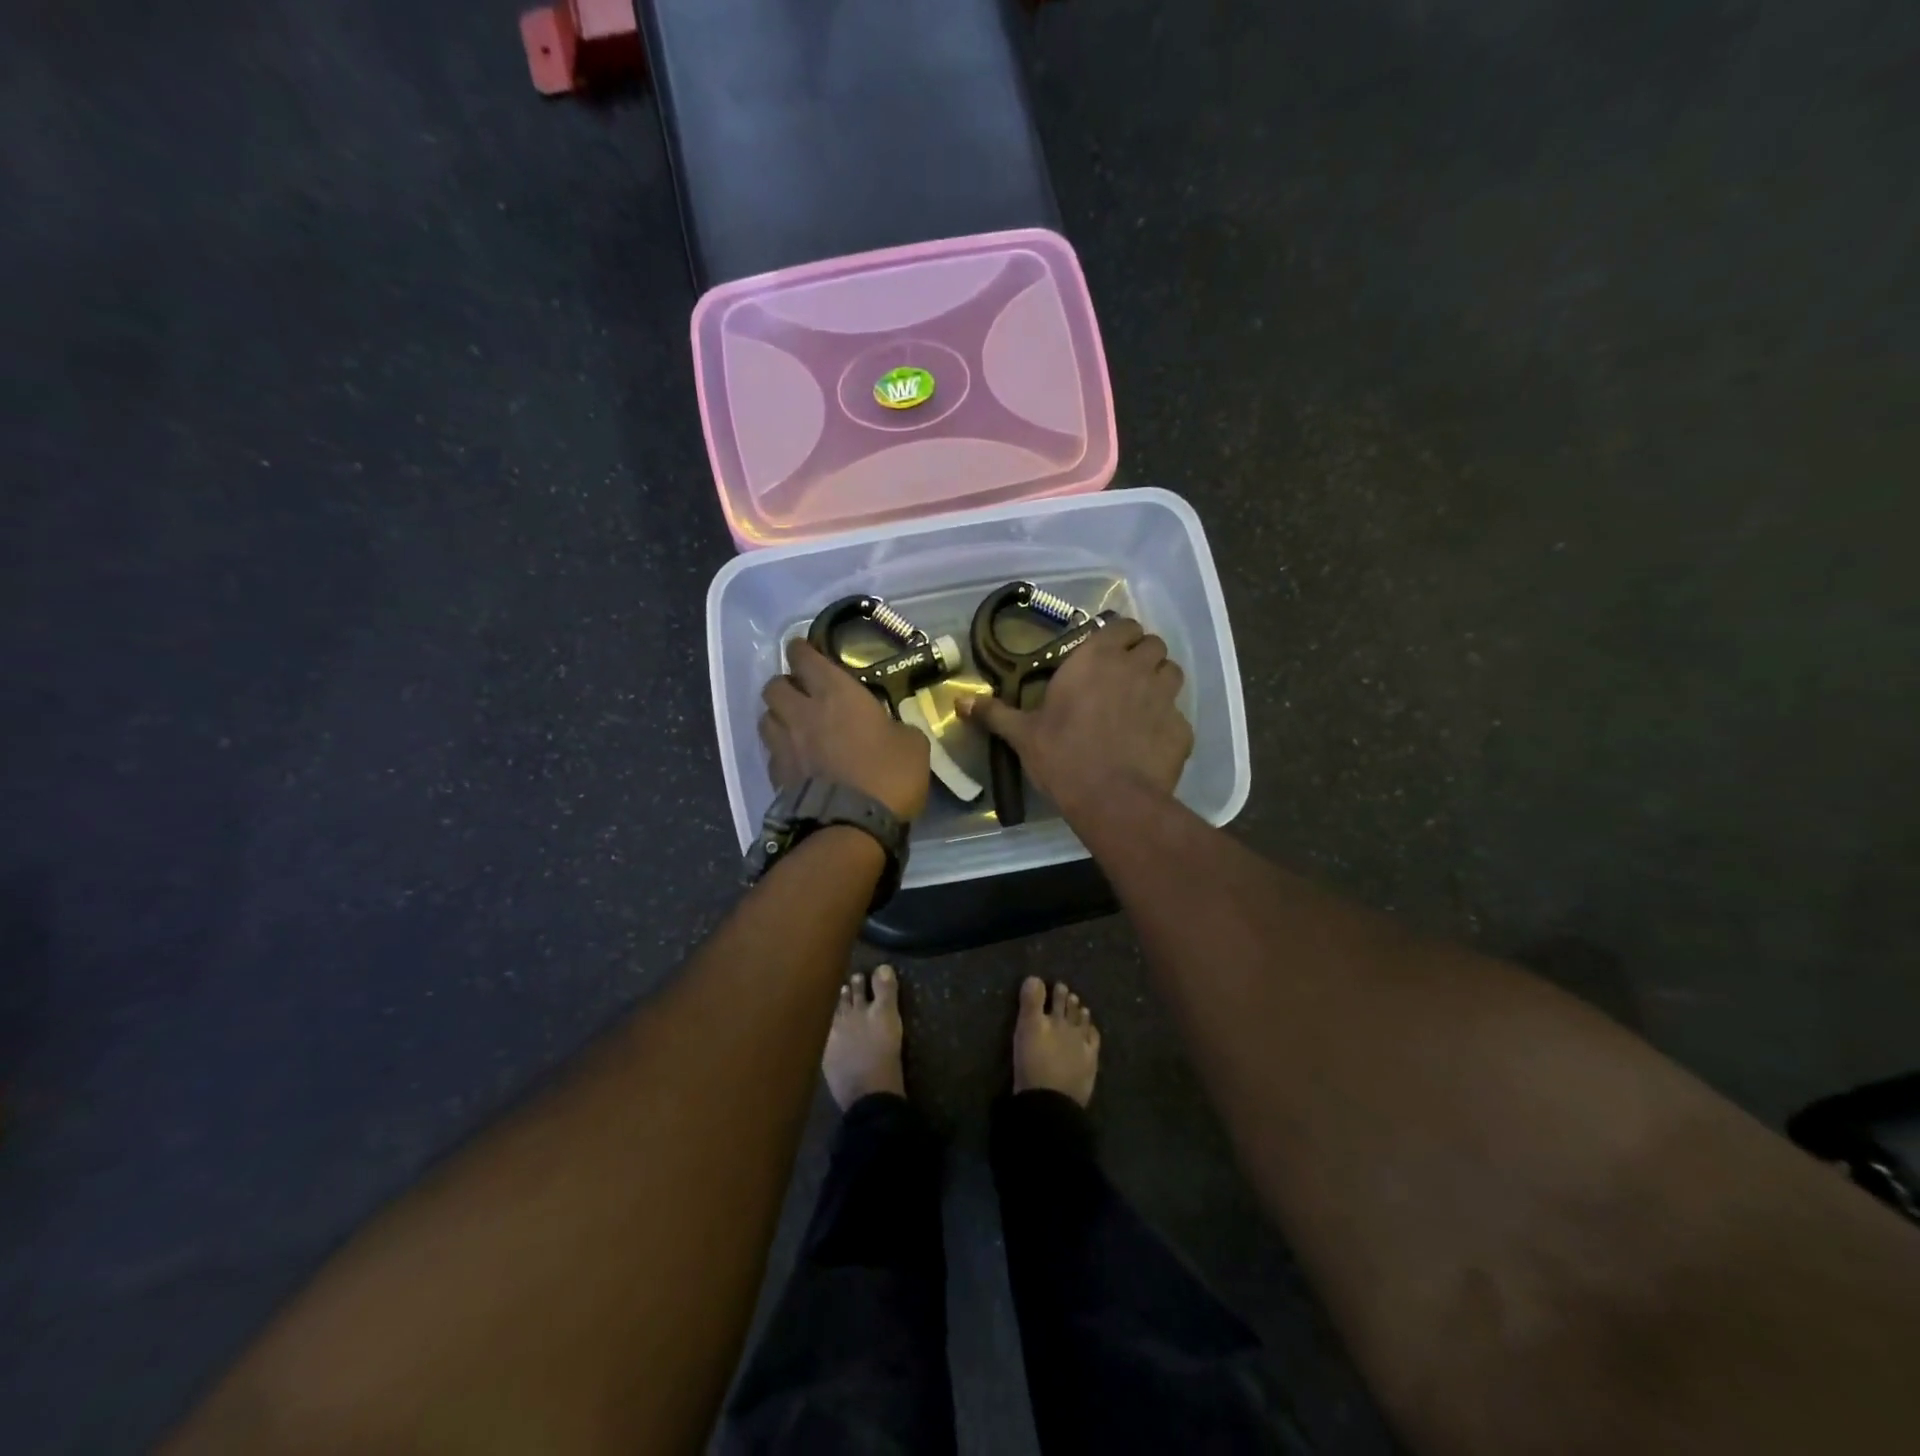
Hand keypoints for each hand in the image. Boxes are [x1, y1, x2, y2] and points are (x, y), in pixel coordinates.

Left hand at [760, 639, 931, 820]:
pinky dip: (780, 750)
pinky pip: (771, 751)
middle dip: (785, 684)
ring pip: (765, 717)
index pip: (804, 657)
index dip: (802, 651)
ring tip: (793, 725)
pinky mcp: (776, 775)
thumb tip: (889, 727)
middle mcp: (802, 712)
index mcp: (836, 693)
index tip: (805, 651)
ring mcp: (784, 745)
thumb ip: (895, 726)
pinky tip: (795, 758)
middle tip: (802, 693)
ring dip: (778, 716)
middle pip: (774, 685)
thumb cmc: (888, 775)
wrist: (852, 826)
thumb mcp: (912, 743)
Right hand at [958, 617, 1192, 819]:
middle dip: (1142, 655)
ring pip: (1172, 673)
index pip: (1123, 625)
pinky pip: (1178, 715)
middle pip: (1153, 644)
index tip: (1107, 652)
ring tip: (1141, 704)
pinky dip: (1167, 723)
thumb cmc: (1062, 757)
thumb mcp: (1023, 735)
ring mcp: (1164, 697)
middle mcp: (1136, 668)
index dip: (1119, 636)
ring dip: (1159, 681)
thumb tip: (959, 702)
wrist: (1112, 799)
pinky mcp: (1182, 728)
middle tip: (1123, 678)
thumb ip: (994, 713)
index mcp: (1097, 658)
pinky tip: (1150, 742)